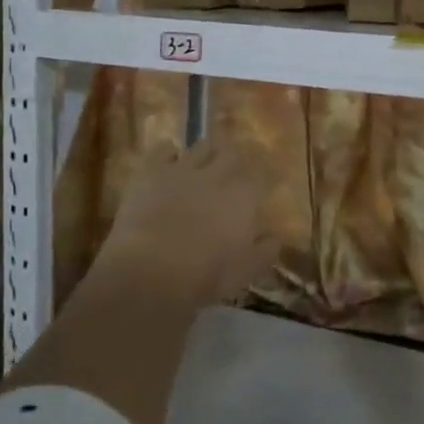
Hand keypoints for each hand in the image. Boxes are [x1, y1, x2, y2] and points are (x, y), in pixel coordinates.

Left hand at [95, 138, 276, 308]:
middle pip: (230, 152)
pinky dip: (168, 152)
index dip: (255, 182)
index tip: (254, 189)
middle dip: (232, 157)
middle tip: (229, 164)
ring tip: (202, 158)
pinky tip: (169, 158)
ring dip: (204, 151)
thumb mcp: (244, 272)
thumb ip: (264, 252)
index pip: (257, 178)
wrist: (149, 271)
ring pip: (199, 147)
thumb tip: (274, 238)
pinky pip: (163, 150)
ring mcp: (182, 169)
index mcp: (242, 198)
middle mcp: (216, 175)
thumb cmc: (203, 277)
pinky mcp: (151, 171)